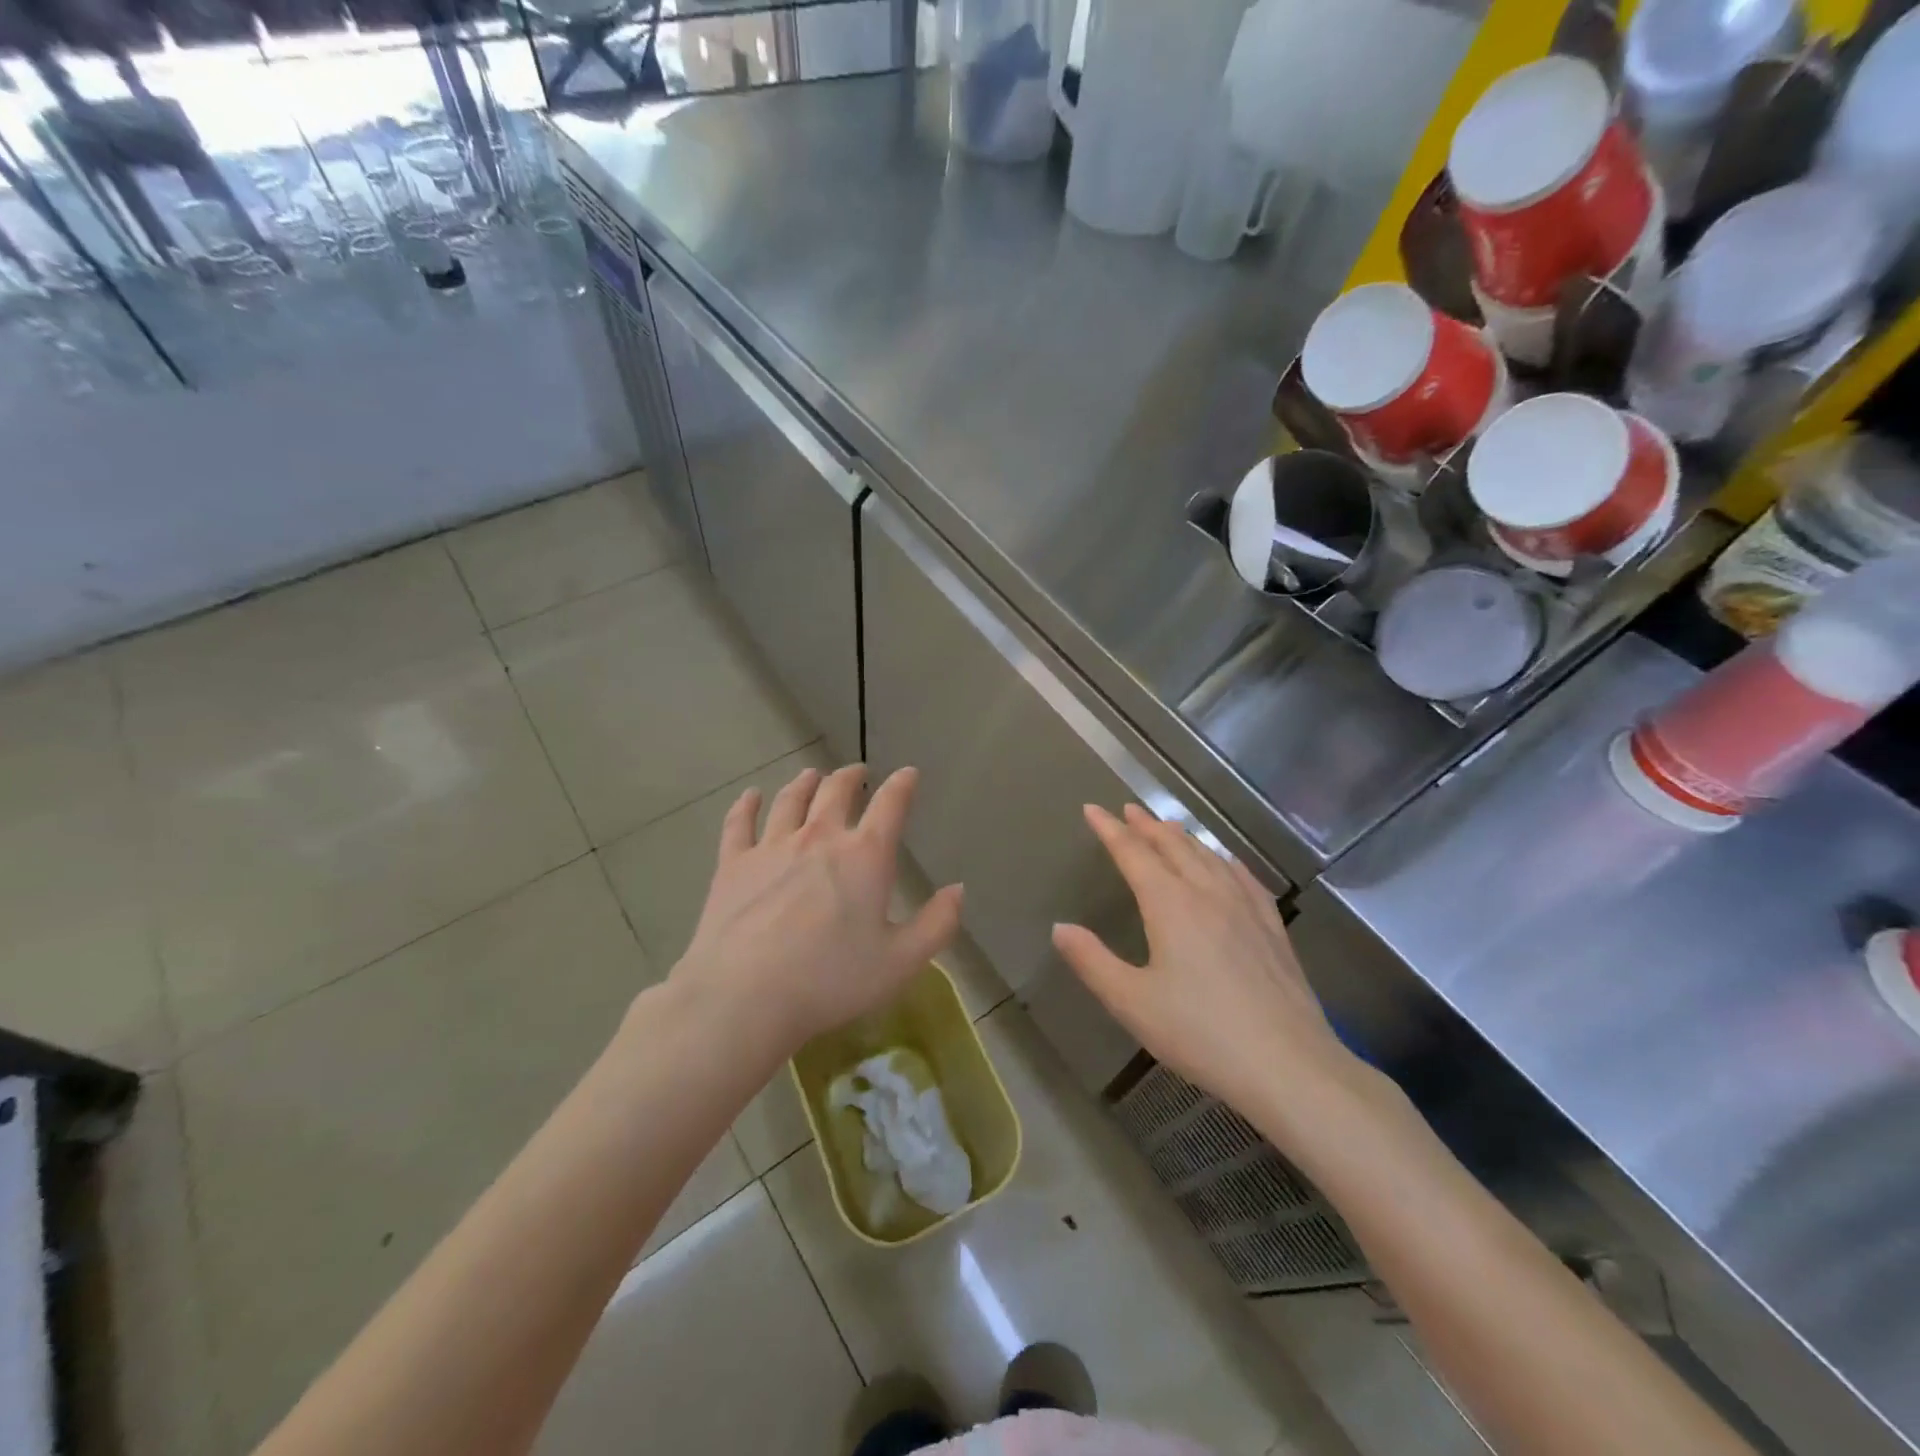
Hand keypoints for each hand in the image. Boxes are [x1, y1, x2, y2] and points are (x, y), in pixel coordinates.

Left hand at [671, 764, 963, 1058]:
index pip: (890, 805)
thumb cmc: (831, 980)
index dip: (903, 785)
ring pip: (790, 800)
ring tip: (811, 776)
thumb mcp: (901, 962)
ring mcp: (772, 846)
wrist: (745, 996)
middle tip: (856, 772)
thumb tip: (958, 889)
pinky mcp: (733, 863)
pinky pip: (739, 823)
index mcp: (865, 856)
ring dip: (804, 783)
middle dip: (850, 776)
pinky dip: (746, 805)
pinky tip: (750, 796)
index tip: (908, 774)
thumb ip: (937, 924)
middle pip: (836, 791)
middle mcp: (820, 837)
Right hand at [1052, 805, 1362, 1120]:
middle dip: (1147, 826)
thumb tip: (1060, 928)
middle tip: (1129, 810)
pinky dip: (1225, 860)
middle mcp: (1207, 893)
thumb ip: (1092, 961)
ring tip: (1168, 827)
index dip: (1110, 830)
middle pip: (1173, 847)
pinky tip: (1226, 862)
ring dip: (1183, 838)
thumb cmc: (1200, 1033)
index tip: (1093, 809)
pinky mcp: (1272, 928)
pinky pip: (1244, 878)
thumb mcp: (1131, 1002)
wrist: (1288, 1065)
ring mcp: (1245, 908)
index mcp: (1170, 904)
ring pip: (1209, 857)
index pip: (1133, 854)